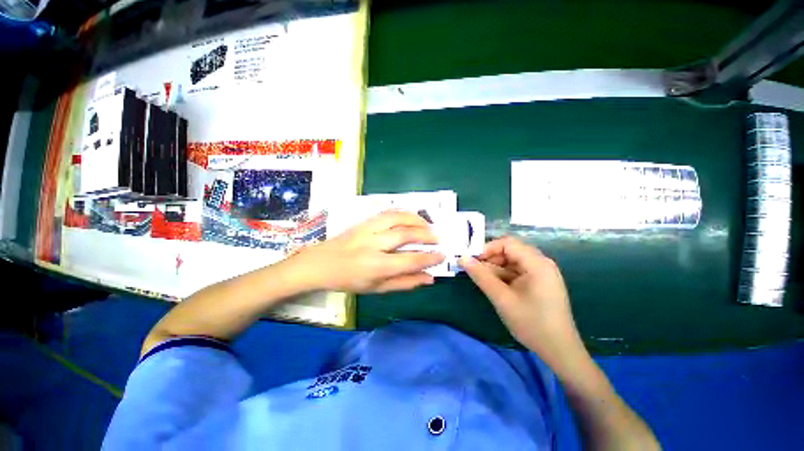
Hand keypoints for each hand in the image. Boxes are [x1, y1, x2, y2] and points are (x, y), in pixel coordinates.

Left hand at [288, 210, 444, 293]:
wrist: (321, 263)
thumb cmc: (349, 280)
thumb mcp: (377, 288)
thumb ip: (404, 283)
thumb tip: (429, 278)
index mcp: (375, 266)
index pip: (409, 260)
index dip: (429, 258)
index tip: (442, 255)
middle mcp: (373, 244)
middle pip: (404, 234)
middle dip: (426, 235)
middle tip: (439, 238)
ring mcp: (367, 229)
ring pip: (396, 217)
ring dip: (416, 219)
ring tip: (428, 224)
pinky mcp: (363, 221)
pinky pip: (387, 212)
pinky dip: (403, 213)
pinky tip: (411, 217)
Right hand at [461, 237, 585, 368]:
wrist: (559, 351)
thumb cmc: (531, 323)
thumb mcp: (502, 298)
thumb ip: (481, 276)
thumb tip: (462, 259)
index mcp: (537, 263)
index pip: (507, 243)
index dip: (486, 248)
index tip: (471, 260)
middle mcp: (541, 263)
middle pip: (510, 251)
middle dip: (490, 259)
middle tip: (473, 270)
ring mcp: (541, 273)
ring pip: (512, 262)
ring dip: (495, 268)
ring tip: (480, 279)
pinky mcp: (539, 283)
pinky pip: (517, 272)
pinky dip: (503, 276)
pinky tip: (493, 285)